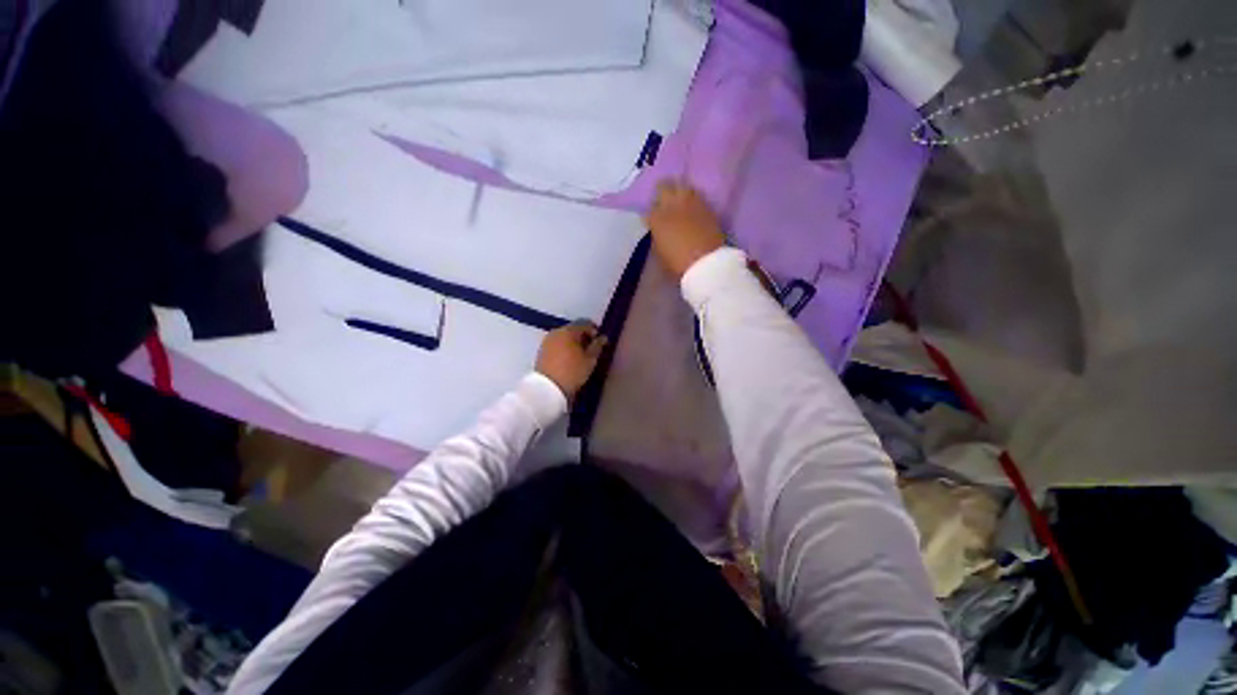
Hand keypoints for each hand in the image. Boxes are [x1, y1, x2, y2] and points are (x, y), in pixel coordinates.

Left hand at [536, 321, 607, 401]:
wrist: (547, 389)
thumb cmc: (572, 372)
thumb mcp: (590, 360)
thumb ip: (597, 346)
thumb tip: (603, 337)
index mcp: (568, 331)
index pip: (584, 323)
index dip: (594, 330)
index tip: (599, 341)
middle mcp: (556, 332)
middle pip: (573, 329)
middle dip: (583, 337)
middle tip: (590, 349)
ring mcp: (547, 341)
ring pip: (564, 337)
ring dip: (573, 343)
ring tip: (580, 356)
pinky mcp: (541, 351)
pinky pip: (557, 344)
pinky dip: (564, 348)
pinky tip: (568, 359)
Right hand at [644, 180, 726, 279]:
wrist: (705, 262)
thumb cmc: (678, 263)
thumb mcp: (660, 252)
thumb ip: (657, 235)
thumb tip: (659, 229)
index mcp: (656, 218)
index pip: (649, 208)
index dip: (651, 213)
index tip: (654, 220)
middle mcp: (671, 204)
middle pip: (663, 186)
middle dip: (662, 192)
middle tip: (664, 202)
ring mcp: (689, 201)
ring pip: (681, 184)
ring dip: (678, 191)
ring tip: (679, 201)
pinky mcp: (705, 204)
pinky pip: (695, 193)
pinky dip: (692, 198)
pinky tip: (692, 206)